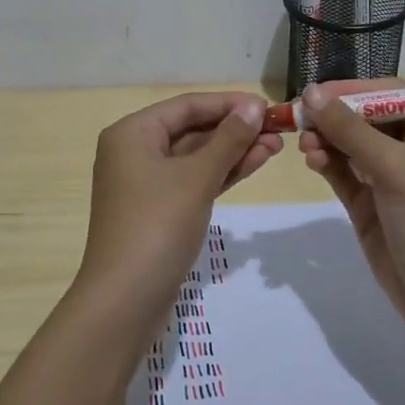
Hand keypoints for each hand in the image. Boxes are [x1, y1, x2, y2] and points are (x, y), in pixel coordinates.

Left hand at [79, 93, 280, 314]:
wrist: (125, 300)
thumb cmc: (157, 226)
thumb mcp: (196, 178)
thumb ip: (228, 139)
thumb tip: (254, 106)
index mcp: (132, 133)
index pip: (187, 106)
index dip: (229, 103)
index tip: (268, 106)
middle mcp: (134, 151)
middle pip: (192, 129)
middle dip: (235, 129)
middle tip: (279, 129)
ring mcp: (146, 183)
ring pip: (196, 157)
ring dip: (233, 151)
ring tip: (277, 145)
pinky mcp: (159, 210)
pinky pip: (193, 180)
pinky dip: (221, 173)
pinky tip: (255, 164)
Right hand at [297, 80, 404, 341]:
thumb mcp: (394, 169)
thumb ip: (351, 130)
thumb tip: (311, 93)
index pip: (389, 96)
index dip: (353, 90)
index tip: (316, 93)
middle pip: (365, 118)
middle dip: (333, 116)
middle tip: (298, 119)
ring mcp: (389, 179)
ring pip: (350, 145)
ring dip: (326, 140)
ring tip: (305, 146)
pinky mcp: (370, 205)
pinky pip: (343, 173)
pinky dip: (326, 163)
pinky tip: (311, 161)